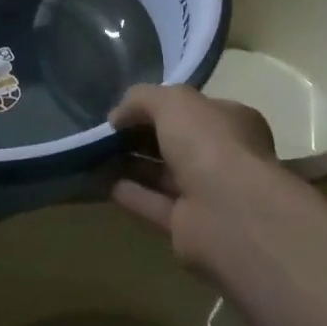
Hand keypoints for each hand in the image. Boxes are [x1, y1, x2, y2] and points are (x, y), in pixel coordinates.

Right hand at [109, 84, 276, 265]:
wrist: (228, 212)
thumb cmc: (209, 142)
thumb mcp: (172, 101)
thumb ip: (142, 99)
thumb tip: (117, 117)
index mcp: (232, 122)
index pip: (194, 109)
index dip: (160, 105)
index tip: (126, 108)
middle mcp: (223, 156)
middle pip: (176, 142)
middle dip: (142, 136)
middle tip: (105, 131)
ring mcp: (206, 194)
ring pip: (162, 174)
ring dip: (131, 164)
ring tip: (94, 153)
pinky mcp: (186, 226)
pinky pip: (152, 203)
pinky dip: (128, 193)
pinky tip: (98, 181)